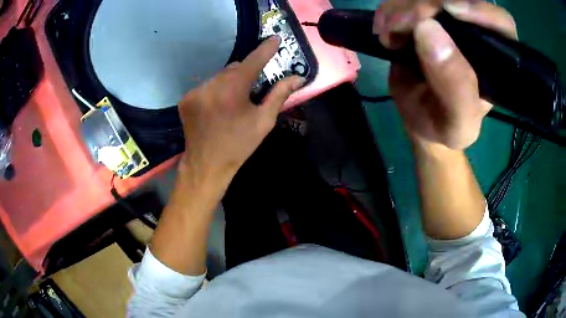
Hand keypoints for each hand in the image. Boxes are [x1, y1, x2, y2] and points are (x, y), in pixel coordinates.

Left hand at [178, 37, 303, 186]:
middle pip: (234, 68)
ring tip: (233, 101)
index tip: (274, 39)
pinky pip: (206, 86)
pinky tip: (217, 106)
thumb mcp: (263, 122)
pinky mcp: (185, 98)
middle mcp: (211, 86)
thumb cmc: (239, 145)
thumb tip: (298, 78)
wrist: (206, 165)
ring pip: (219, 76)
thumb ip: (279, 95)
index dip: (265, 49)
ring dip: (229, 82)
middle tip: (252, 88)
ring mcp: (195, 92)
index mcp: (232, 91)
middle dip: (245, 73)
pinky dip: (215, 90)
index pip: (252, 61)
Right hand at [373, 1, 516, 148]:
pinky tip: (384, 30)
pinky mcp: (425, 15)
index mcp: (496, 62)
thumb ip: (454, 88)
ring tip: (388, 35)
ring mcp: (449, 20)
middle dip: (426, 6)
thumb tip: (427, 29)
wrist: (419, 116)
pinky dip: (389, 9)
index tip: (449, 9)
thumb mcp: (455, 124)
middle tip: (399, 26)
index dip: (479, 10)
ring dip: (401, 7)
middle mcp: (476, 34)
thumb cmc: (443, 124)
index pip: (501, 24)